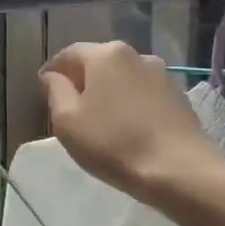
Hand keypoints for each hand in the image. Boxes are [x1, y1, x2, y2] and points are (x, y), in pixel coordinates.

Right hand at [39, 41, 224, 203]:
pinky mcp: (179, 97)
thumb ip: (55, 91)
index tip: (44, 93)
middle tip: (70, 109)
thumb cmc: (114, 143)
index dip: (52, 72)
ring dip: (109, 93)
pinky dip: (130, 105)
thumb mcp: (67, 121)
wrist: (180, 171)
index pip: (68, 54)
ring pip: (123, 79)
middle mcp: (136, 55)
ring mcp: (162, 75)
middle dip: (82, 81)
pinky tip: (127, 129)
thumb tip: (52, 76)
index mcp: (105, 54)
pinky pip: (143, 95)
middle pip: (98, 63)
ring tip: (100, 121)